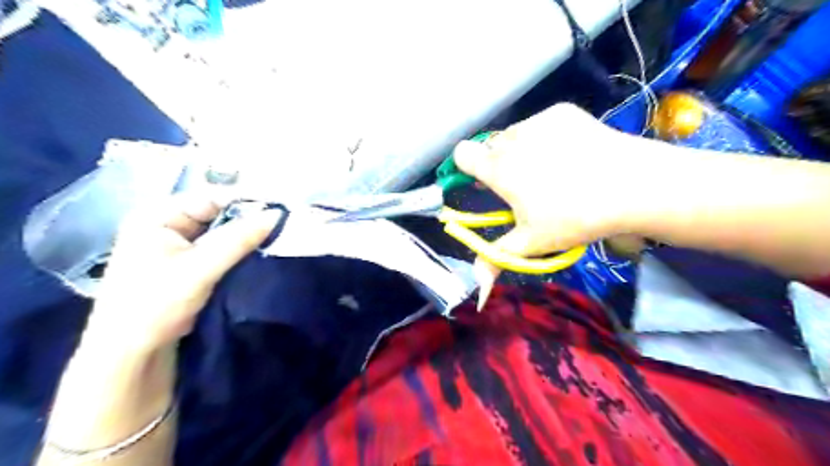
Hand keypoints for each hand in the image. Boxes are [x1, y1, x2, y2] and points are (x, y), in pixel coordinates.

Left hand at [83, 194, 277, 354]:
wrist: (132, 353)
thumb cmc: (155, 304)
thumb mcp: (200, 268)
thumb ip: (239, 239)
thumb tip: (276, 214)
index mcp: (157, 215)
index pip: (210, 197)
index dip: (246, 201)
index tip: (280, 207)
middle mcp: (166, 224)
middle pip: (217, 213)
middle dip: (248, 219)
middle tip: (284, 222)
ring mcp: (177, 244)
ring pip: (221, 231)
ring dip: (245, 235)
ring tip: (278, 235)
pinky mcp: (188, 263)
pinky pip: (220, 247)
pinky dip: (238, 249)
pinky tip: (260, 251)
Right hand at [456, 104, 650, 276]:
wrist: (632, 185)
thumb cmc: (574, 217)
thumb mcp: (531, 243)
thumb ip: (496, 260)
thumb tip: (476, 292)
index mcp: (498, 168)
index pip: (461, 154)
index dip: (466, 168)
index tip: (483, 183)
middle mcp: (511, 138)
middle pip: (490, 147)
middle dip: (498, 164)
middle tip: (523, 186)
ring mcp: (537, 121)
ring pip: (515, 135)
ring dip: (520, 150)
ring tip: (550, 170)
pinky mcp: (561, 112)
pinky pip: (540, 124)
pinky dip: (546, 137)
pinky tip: (571, 154)